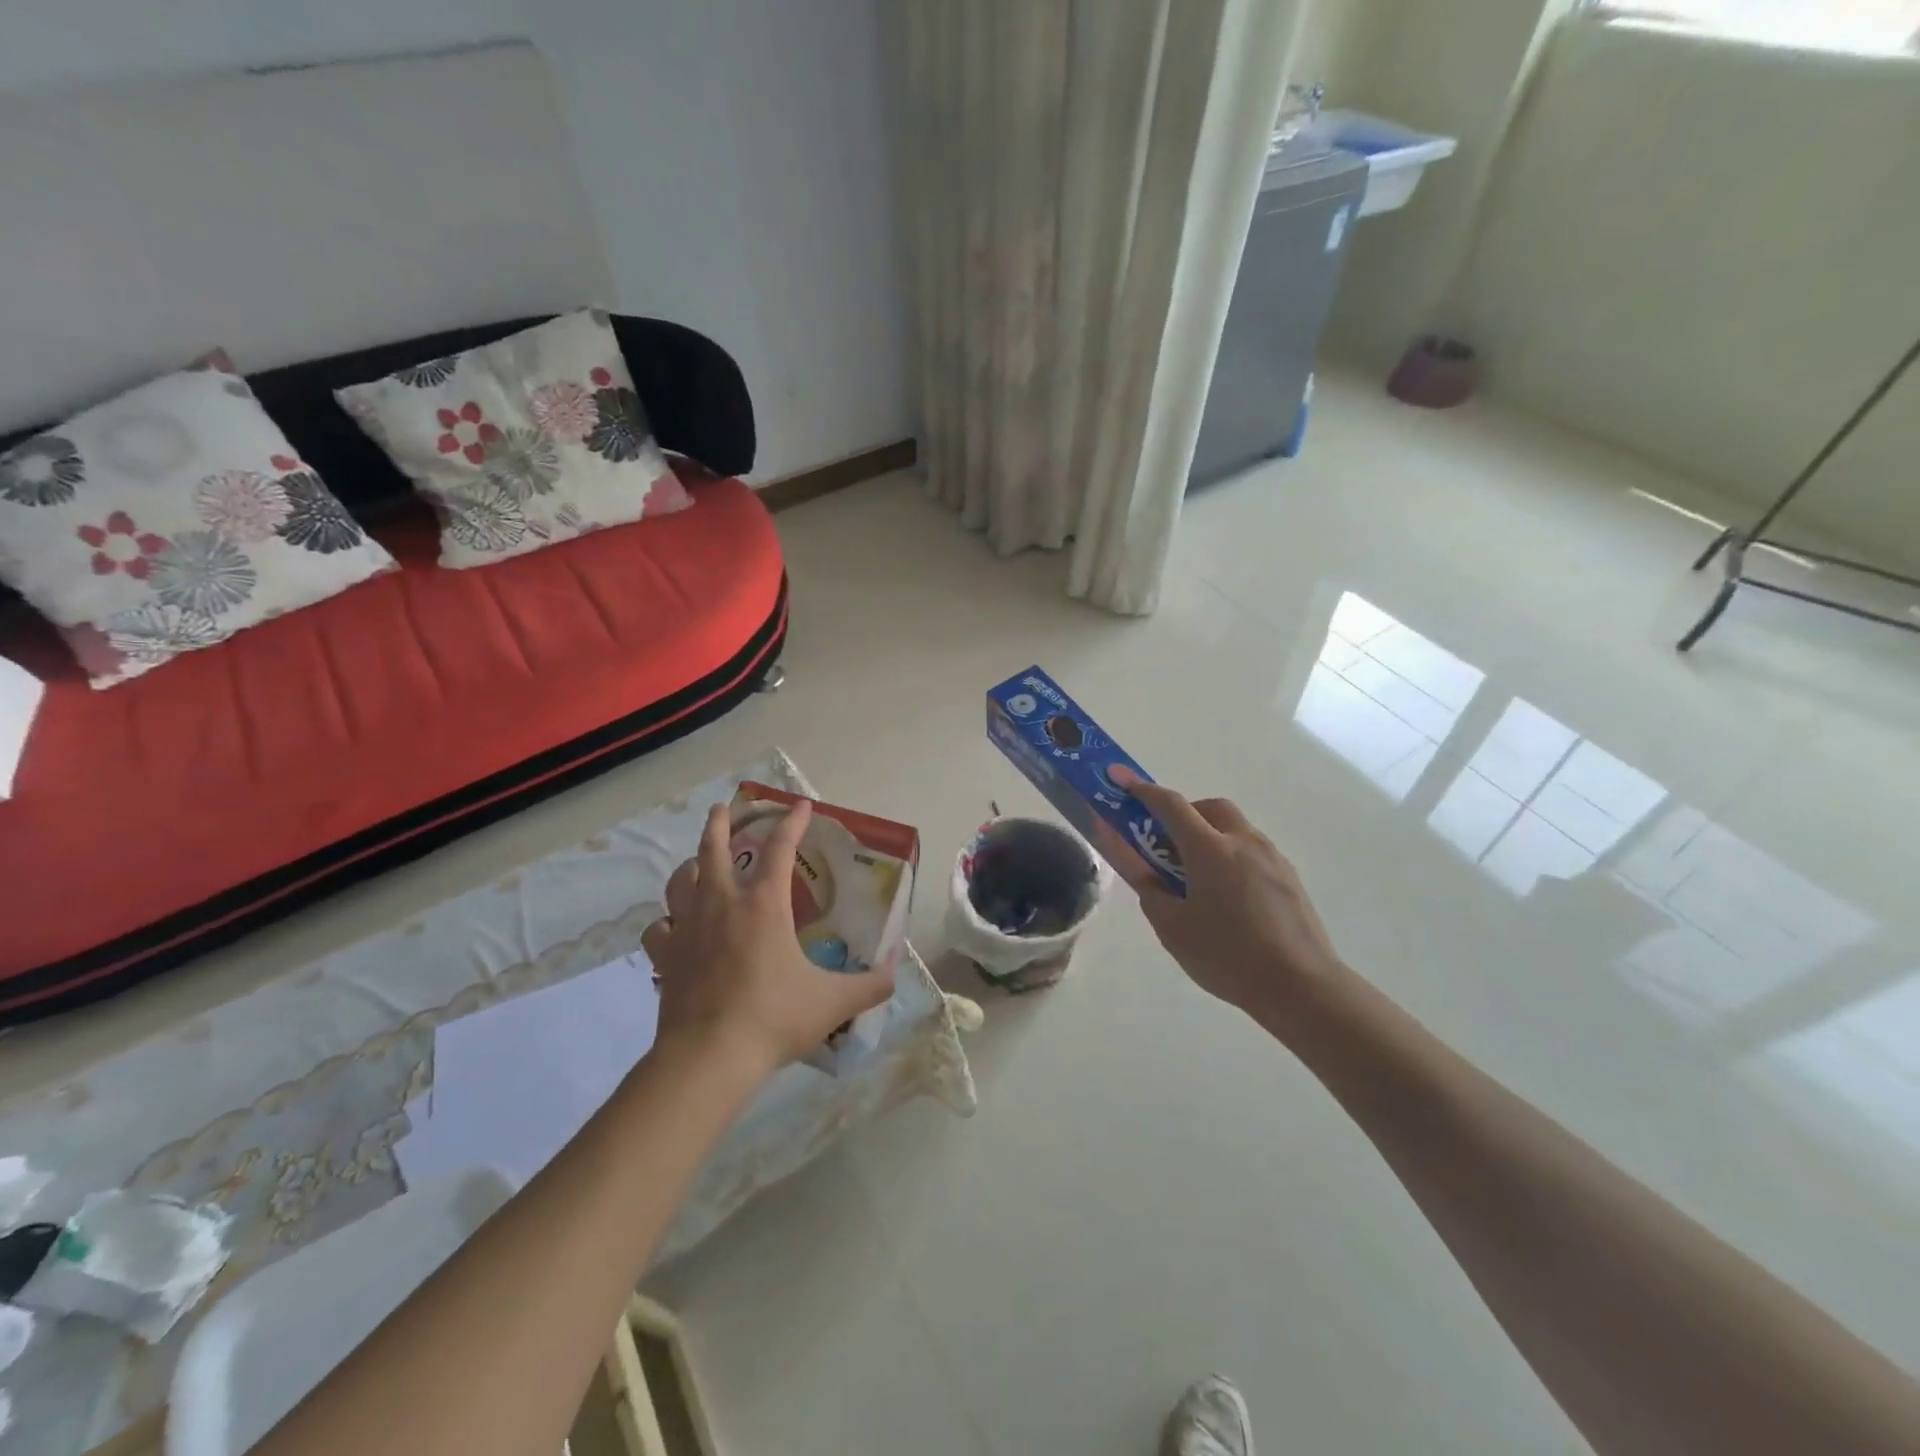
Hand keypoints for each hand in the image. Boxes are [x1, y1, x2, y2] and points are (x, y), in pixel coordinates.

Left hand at [642, 801, 894, 1075]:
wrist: (709, 1058)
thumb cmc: (773, 1018)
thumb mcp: (833, 1002)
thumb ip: (869, 985)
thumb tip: (894, 972)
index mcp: (764, 905)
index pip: (780, 848)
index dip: (792, 823)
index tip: (801, 806)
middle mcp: (722, 905)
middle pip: (713, 849)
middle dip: (720, 824)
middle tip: (724, 809)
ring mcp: (687, 929)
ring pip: (680, 882)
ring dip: (691, 866)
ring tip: (698, 865)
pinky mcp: (665, 958)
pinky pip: (659, 928)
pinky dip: (667, 921)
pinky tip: (673, 927)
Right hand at [1100, 769, 1347, 1026]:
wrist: (1302, 987)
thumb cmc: (1228, 956)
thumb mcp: (1173, 929)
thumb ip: (1150, 891)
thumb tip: (1140, 869)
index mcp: (1210, 850)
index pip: (1171, 805)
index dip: (1143, 791)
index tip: (1122, 783)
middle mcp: (1243, 842)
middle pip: (1209, 807)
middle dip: (1184, 812)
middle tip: (1166, 841)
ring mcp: (1272, 857)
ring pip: (1234, 827)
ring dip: (1210, 834)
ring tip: (1196, 874)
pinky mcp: (1289, 877)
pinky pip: (1252, 850)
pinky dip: (1231, 854)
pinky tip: (1227, 894)